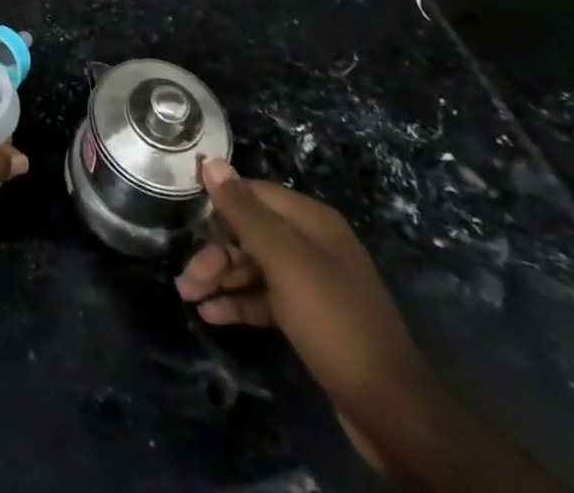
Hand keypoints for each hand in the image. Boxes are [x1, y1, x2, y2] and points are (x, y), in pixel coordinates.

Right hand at [176, 161, 440, 463]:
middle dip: (215, 252)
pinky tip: (211, 315)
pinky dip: (238, 303)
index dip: (218, 199)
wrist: (391, 411)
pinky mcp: (308, 318)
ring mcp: (311, 283)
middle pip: (250, 233)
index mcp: (312, 221)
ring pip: (254, 268)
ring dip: (220, 279)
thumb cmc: (333, 321)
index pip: (253, 193)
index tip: (183, 210)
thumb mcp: (284, 260)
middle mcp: (312, 244)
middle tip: (185, 277)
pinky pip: (264, 299)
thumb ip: (245, 211)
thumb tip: (211, 162)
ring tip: (188, 296)